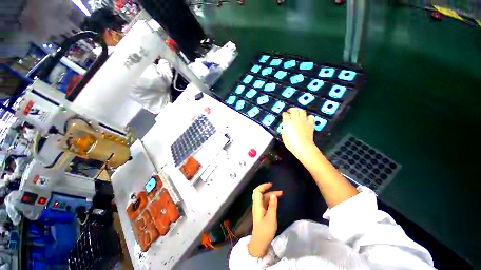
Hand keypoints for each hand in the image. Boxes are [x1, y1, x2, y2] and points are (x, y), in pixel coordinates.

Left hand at [248, 183, 281, 257]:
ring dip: (270, 195)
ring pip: (263, 198)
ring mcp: (259, 209)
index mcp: (257, 205)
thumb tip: (274, 195)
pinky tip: (275, 202)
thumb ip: (272, 206)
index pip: (257, 191)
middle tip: (279, 191)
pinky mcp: (261, 213)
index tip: (271, 184)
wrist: (260, 243)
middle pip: (260, 194)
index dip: (263, 186)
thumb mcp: (271, 218)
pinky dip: (270, 200)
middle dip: (268, 190)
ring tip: (280, 195)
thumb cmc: (265, 231)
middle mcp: (257, 205)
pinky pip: (265, 203)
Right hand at [282, 108, 315, 158]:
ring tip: (298, 113)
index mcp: (287, 122)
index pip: (285, 114)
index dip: (284, 114)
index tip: (284, 115)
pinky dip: (308, 117)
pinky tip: (307, 119)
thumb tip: (286, 127)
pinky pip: (311, 116)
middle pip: (293, 110)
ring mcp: (303, 121)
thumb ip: (285, 129)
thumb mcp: (284, 136)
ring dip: (299, 111)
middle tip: (290, 111)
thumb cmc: (291, 143)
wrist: (303, 147)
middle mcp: (295, 119)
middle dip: (291, 110)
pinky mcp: (310, 124)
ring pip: (302, 111)